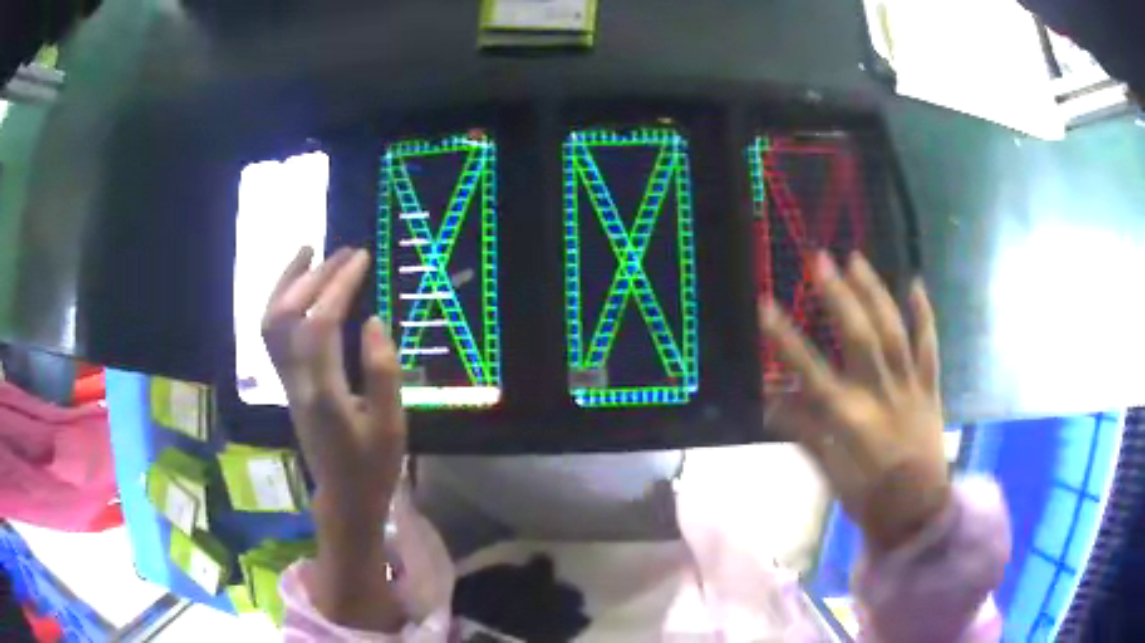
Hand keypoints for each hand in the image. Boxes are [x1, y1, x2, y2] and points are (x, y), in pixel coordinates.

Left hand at [262, 246, 405, 524]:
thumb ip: (382, 372)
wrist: (344, 498)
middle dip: (315, 277)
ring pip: (271, 324)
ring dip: (287, 284)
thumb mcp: (391, 426)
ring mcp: (286, 383)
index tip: (360, 259)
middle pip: (289, 317)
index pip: (321, 325)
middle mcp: (296, 382)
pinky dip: (282, 303)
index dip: (338, 287)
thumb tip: (373, 320)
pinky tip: (300, 290)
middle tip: (345, 253)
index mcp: (324, 393)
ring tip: (309, 253)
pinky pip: (273, 336)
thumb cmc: (373, 466)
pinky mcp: (287, 385)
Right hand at [759, 252, 948, 551]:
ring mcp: (909, 387)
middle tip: (821, 259)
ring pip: (893, 332)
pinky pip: (929, 346)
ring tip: (857, 261)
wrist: (917, 512)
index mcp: (849, 418)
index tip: (766, 306)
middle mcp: (879, 394)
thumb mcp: (829, 473)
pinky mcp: (929, 388)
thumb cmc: (868, 497)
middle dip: (837, 296)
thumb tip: (770, 402)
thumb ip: (804, 432)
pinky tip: (916, 285)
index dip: (786, 338)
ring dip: (875, 293)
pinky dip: (924, 315)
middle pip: (858, 337)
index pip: (810, 370)